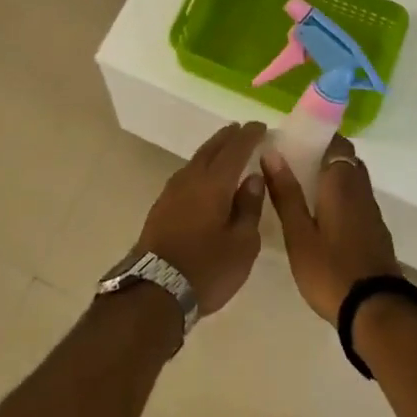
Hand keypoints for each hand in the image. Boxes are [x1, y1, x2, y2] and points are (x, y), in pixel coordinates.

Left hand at [134, 122, 267, 315]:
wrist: (155, 290)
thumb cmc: (207, 268)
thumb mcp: (242, 244)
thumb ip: (249, 207)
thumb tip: (252, 178)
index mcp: (214, 183)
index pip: (235, 149)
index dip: (249, 136)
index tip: (261, 126)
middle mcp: (191, 178)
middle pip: (211, 149)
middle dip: (228, 137)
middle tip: (243, 129)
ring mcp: (172, 191)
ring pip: (196, 160)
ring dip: (213, 150)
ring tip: (226, 148)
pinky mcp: (162, 205)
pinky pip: (187, 174)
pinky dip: (201, 167)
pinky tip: (205, 177)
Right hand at [263, 135, 400, 322]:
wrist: (376, 311)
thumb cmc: (331, 270)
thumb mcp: (298, 234)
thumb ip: (286, 193)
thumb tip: (271, 152)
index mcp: (342, 183)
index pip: (337, 143)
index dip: (318, 137)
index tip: (294, 141)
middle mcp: (361, 190)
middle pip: (346, 160)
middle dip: (322, 157)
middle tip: (292, 166)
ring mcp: (372, 213)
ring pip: (353, 182)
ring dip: (332, 179)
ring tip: (301, 190)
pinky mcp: (376, 233)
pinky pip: (357, 201)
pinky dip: (340, 198)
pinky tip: (321, 217)